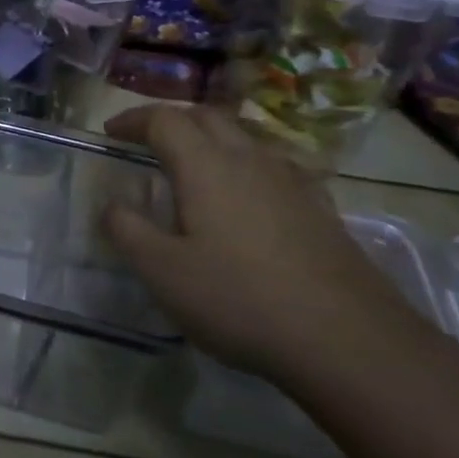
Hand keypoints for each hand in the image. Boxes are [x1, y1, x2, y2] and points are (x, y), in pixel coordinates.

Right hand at [100, 103, 409, 379]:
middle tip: (145, 139)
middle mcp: (250, 160)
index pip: (164, 120)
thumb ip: (126, 230)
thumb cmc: (238, 299)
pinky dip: (245, 166)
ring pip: (244, 139)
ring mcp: (292, 183)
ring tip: (190, 166)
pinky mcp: (320, 209)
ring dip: (210, 139)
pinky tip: (246, 197)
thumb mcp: (161, 271)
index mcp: (206, 166)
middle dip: (171, 120)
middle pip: (207, 117)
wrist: (349, 341)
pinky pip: (273, 168)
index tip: (110, 133)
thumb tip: (112, 204)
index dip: (133, 119)